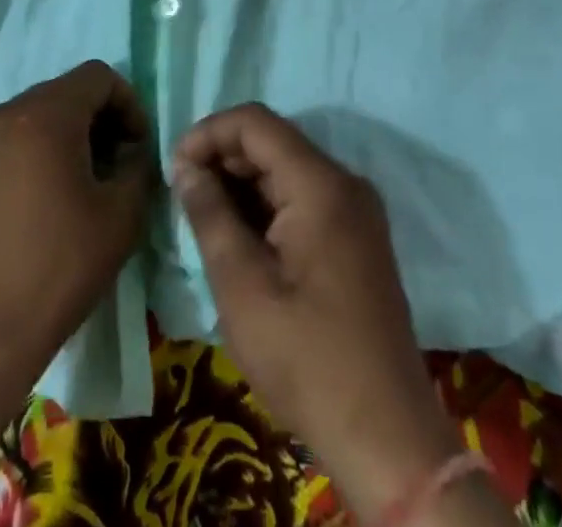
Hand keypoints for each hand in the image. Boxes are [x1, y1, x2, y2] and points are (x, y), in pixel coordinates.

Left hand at [0, 62, 152, 507]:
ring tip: (82, 185)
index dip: (128, 103)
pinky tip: (45, 201)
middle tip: (115, 166)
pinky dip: (35, 152)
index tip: (137, 147)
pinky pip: (9, 141)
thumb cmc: (57, 267)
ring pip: (35, 116)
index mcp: (44, 114)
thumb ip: (137, 167)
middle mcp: (3, 114)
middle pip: (64, 92)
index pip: (97, 76)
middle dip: (98, 119)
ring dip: (67, 136)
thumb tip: (131, 152)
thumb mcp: (120, 216)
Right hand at [173, 105, 498, 524]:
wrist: (387, 438)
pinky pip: (304, 198)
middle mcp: (344, 183)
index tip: (174, 167)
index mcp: (320, 184)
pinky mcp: (356, 237)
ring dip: (242, 183)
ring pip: (287, 169)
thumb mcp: (242, 287)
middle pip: (273, 141)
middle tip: (183, 195)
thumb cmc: (307, 359)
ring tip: (203, 217)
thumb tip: (185, 167)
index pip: (255, 123)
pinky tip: (239, 236)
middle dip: (223, 157)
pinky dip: (266, 205)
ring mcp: (355, 211)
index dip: (209, 133)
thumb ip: (210, 215)